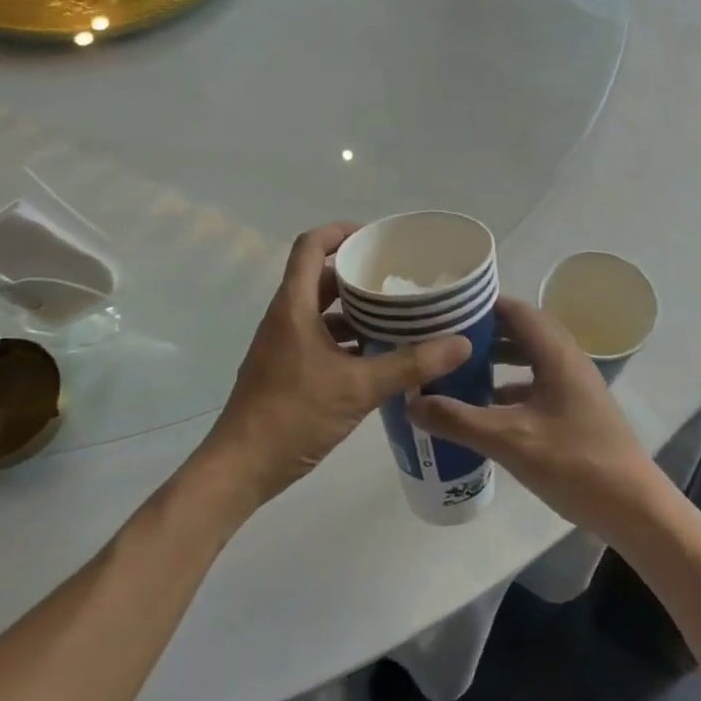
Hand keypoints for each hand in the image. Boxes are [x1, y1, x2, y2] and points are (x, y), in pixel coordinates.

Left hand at [194, 223, 470, 510]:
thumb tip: (460, 342)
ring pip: (323, 312)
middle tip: (400, 279)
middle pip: (322, 278)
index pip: (310, 246)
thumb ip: (410, 364)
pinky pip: (321, 339)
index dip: (340, 232)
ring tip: (399, 315)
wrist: (241, 469)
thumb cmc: (293, 415)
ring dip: (357, 311)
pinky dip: (348, 340)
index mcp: (294, 307)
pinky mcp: (287, 370)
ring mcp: (284, 345)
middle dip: (360, 274)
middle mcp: (286, 318)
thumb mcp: (358, 388)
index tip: (376, 238)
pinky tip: (380, 356)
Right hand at [409, 296, 660, 538]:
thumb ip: (459, 420)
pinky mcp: (575, 408)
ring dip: (497, 358)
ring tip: (457, 367)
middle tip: (443, 338)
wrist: (632, 506)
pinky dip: (510, 385)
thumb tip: (412, 401)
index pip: (515, 310)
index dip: (480, 305)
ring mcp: (574, 384)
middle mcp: (567, 359)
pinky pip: (536, 382)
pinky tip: (485, 405)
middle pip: (521, 330)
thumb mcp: (509, 440)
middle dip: (483, 331)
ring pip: (529, 357)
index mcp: (556, 353)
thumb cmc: (574, 463)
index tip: (443, 310)